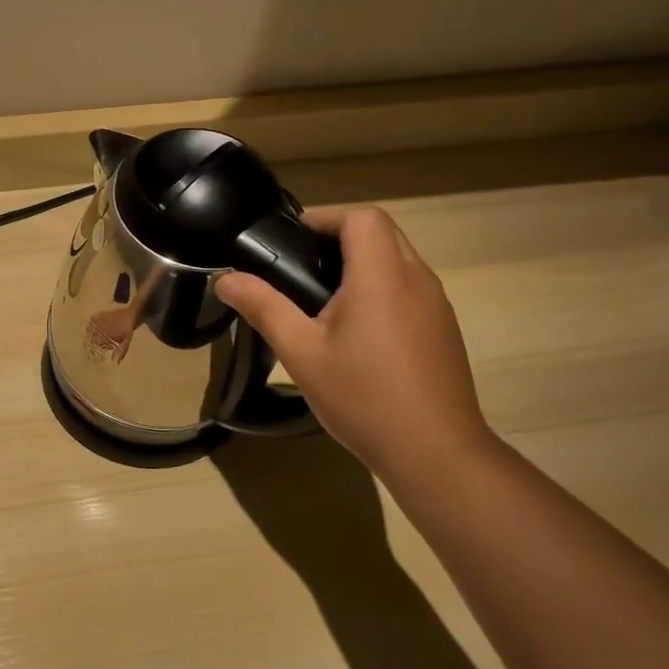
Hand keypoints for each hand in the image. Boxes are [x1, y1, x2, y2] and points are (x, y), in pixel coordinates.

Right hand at [216, 206, 495, 484]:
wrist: (435, 452)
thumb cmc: (363, 398)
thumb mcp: (301, 353)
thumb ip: (263, 308)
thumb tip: (225, 278)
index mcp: (381, 277)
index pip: (362, 217)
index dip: (325, 218)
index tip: (292, 240)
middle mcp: (417, 279)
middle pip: (382, 232)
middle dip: (339, 238)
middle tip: (299, 268)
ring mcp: (436, 305)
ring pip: (398, 260)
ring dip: (361, 263)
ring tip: (321, 300)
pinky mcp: (444, 329)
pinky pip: (409, 288)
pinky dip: (380, 288)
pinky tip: (357, 332)